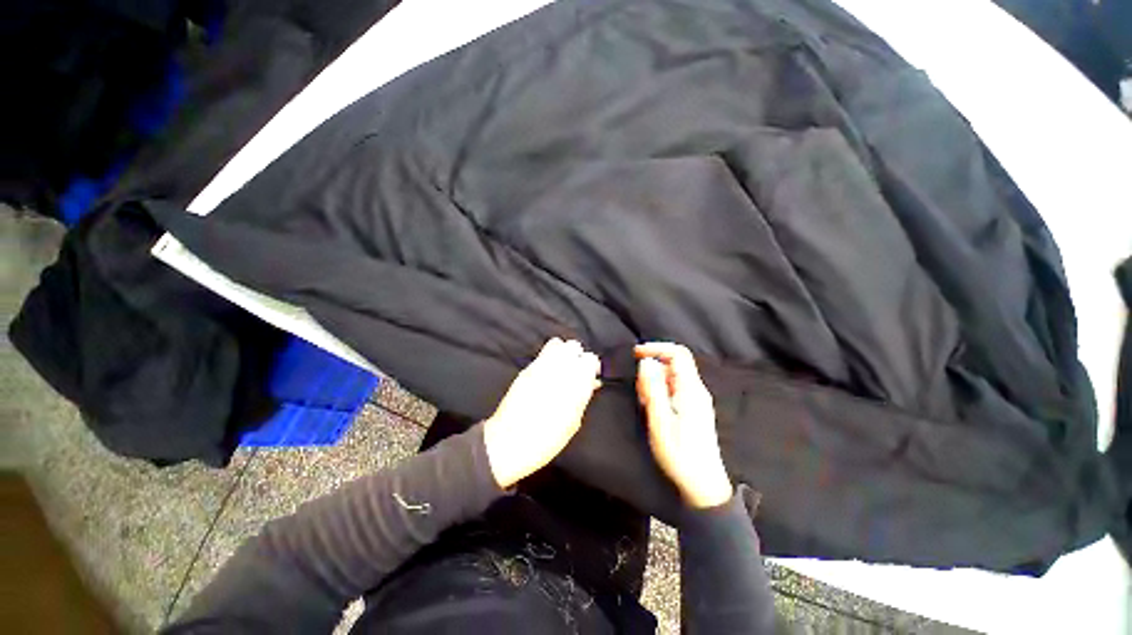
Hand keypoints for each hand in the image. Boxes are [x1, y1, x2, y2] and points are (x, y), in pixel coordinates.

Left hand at [484, 338, 601, 487]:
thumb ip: (583, 396)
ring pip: (557, 344)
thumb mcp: (573, 421)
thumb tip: (591, 383)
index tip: (591, 377)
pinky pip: (542, 354)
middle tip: (577, 371)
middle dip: (577, 356)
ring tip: (562, 369)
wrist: (510, 442)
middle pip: (573, 346)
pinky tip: (547, 375)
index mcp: (575, 381)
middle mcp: (558, 367)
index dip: (592, 367)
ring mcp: (540, 365)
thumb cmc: (547, 438)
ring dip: (563, 353)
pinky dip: (549, 359)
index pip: (590, 358)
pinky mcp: (526, 369)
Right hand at [635, 342, 732, 507]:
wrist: (702, 485)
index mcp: (691, 389)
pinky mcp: (692, 410)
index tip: (635, 353)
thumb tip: (646, 361)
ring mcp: (695, 400)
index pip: (678, 354)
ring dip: (654, 384)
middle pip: (673, 365)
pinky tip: (653, 411)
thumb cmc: (679, 453)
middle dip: (652, 371)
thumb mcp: (660, 420)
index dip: (657, 348)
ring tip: (645, 406)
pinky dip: (660, 394)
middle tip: (640, 392)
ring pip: (671, 378)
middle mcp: (696, 390)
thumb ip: (652, 388)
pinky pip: (673, 391)